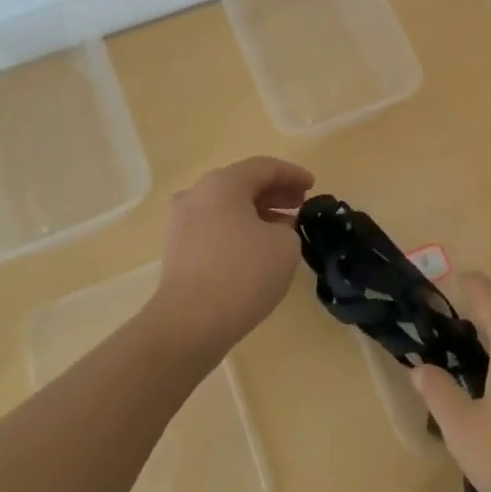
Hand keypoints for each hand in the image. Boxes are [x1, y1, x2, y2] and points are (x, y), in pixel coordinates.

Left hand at [147, 156, 314, 361]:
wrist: (189, 324)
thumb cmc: (242, 274)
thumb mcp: (285, 246)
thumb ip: (287, 228)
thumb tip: (274, 231)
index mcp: (222, 183)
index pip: (264, 167)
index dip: (293, 174)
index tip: (314, 185)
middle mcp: (197, 194)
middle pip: (242, 184)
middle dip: (275, 192)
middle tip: (301, 204)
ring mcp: (181, 222)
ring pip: (227, 207)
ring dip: (258, 212)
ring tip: (285, 228)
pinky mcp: (177, 249)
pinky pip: (215, 227)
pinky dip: (239, 229)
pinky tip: (258, 249)